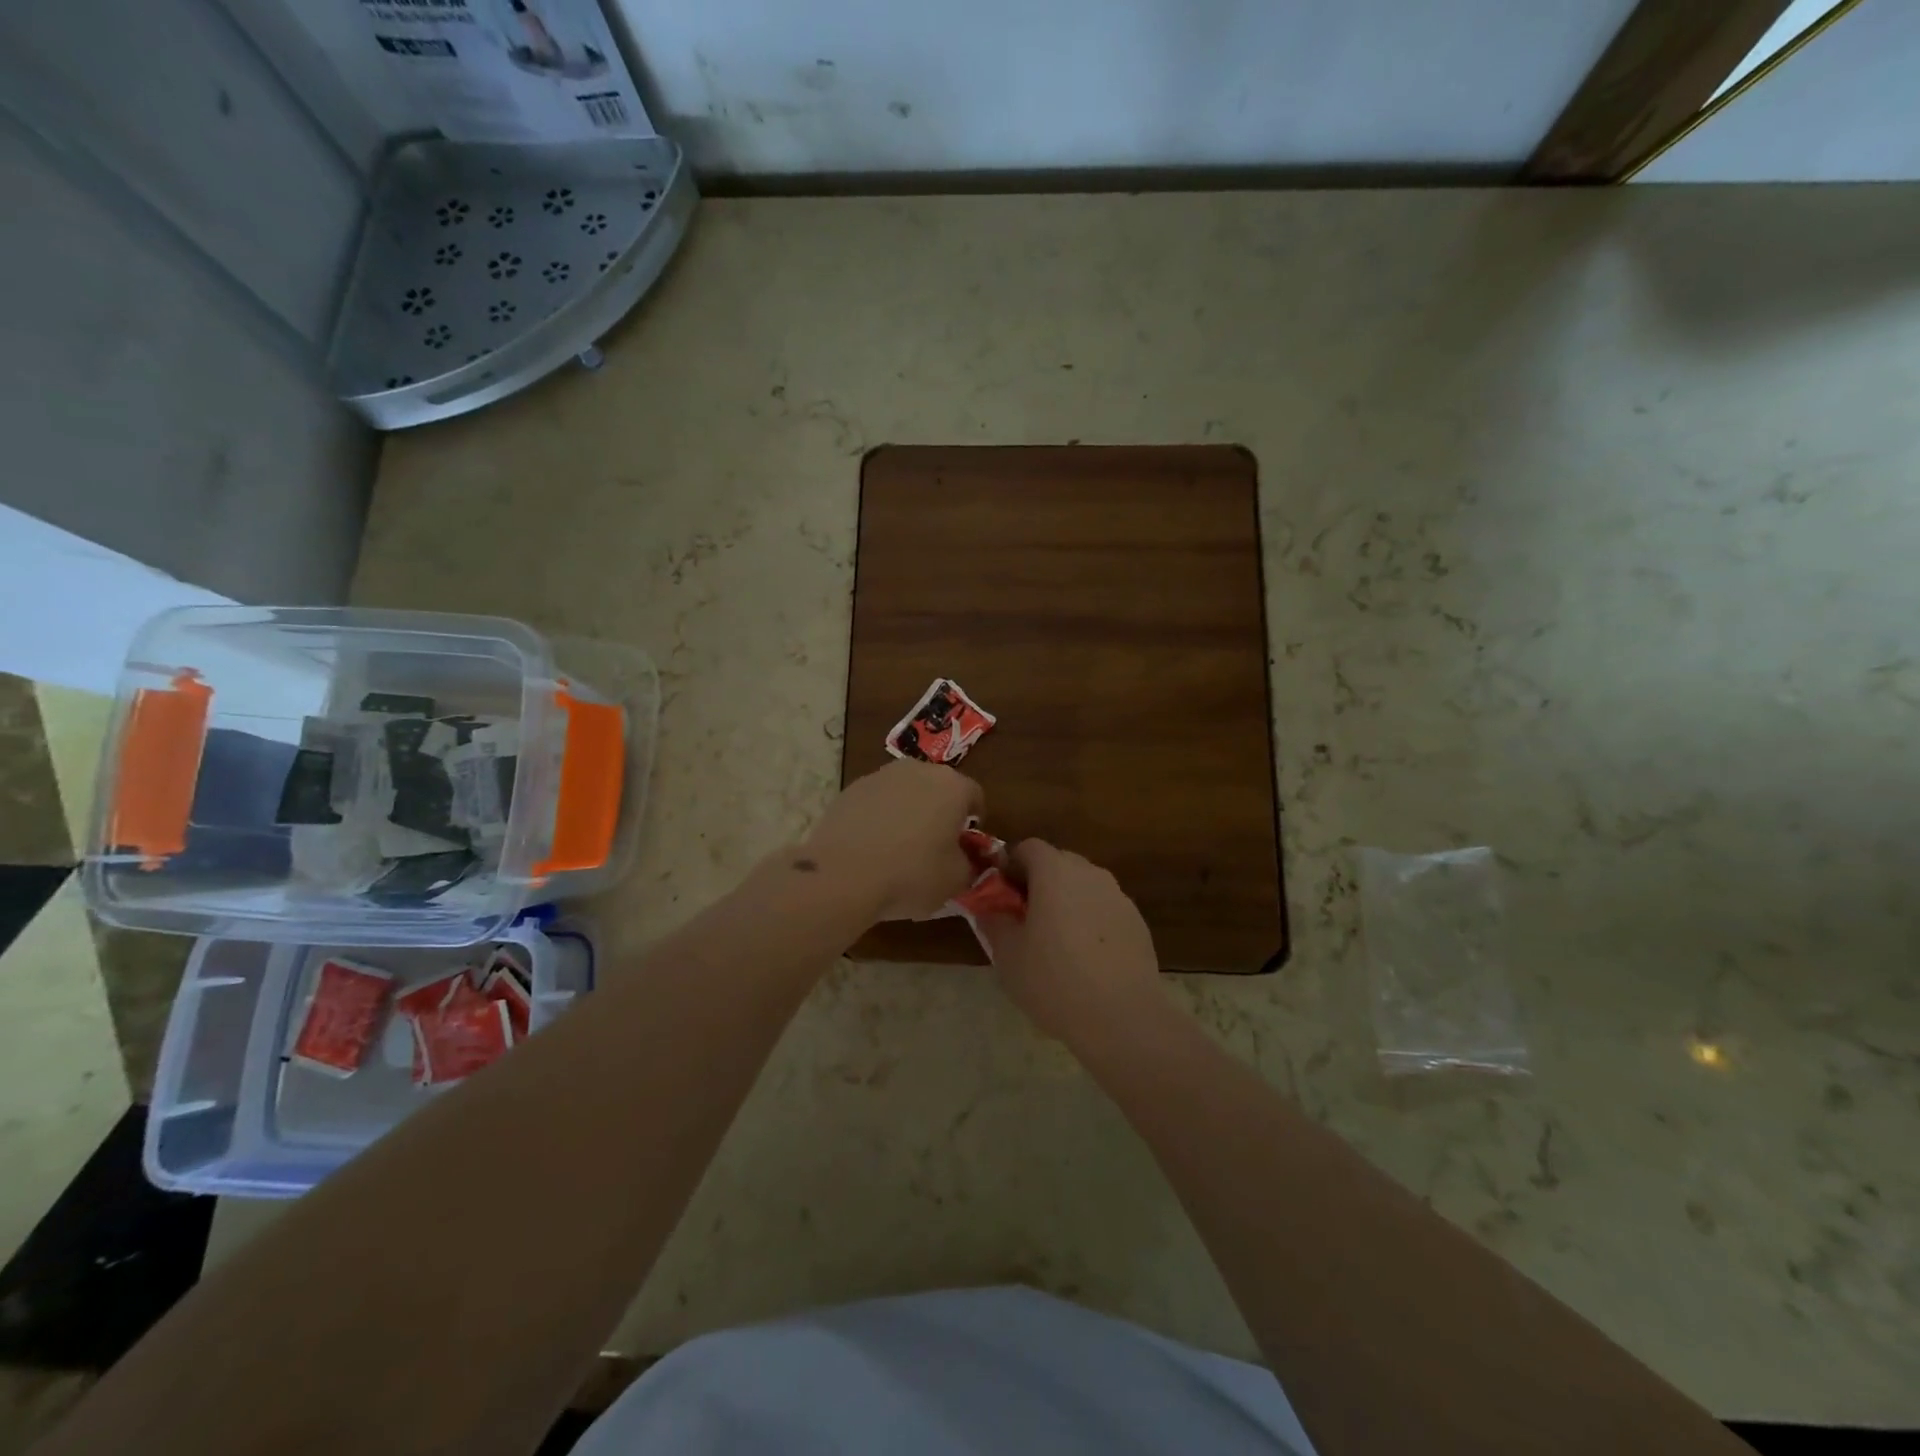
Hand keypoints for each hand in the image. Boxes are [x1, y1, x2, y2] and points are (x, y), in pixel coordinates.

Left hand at [799, 760, 983, 921]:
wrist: (842, 875)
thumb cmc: (911, 874)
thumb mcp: (956, 880)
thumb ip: (969, 863)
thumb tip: (962, 858)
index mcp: (952, 786)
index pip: (975, 795)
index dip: (974, 820)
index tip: (966, 844)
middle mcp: (918, 770)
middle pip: (938, 787)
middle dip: (940, 810)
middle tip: (936, 843)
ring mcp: (880, 776)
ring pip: (905, 791)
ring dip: (908, 810)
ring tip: (900, 846)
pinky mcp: (850, 789)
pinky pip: (876, 801)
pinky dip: (879, 817)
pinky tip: (871, 846)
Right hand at [976, 840, 1163, 1041]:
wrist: (1122, 1017)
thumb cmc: (1054, 980)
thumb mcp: (1007, 955)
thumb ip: (994, 922)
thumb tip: (989, 908)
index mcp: (1055, 872)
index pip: (1028, 847)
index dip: (1011, 865)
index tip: (1001, 893)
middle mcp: (1089, 873)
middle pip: (1058, 862)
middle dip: (1038, 882)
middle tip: (1024, 917)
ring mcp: (1118, 896)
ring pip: (1083, 886)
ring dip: (1066, 900)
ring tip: (1056, 940)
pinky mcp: (1136, 921)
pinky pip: (1104, 908)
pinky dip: (1090, 920)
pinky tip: (1086, 957)